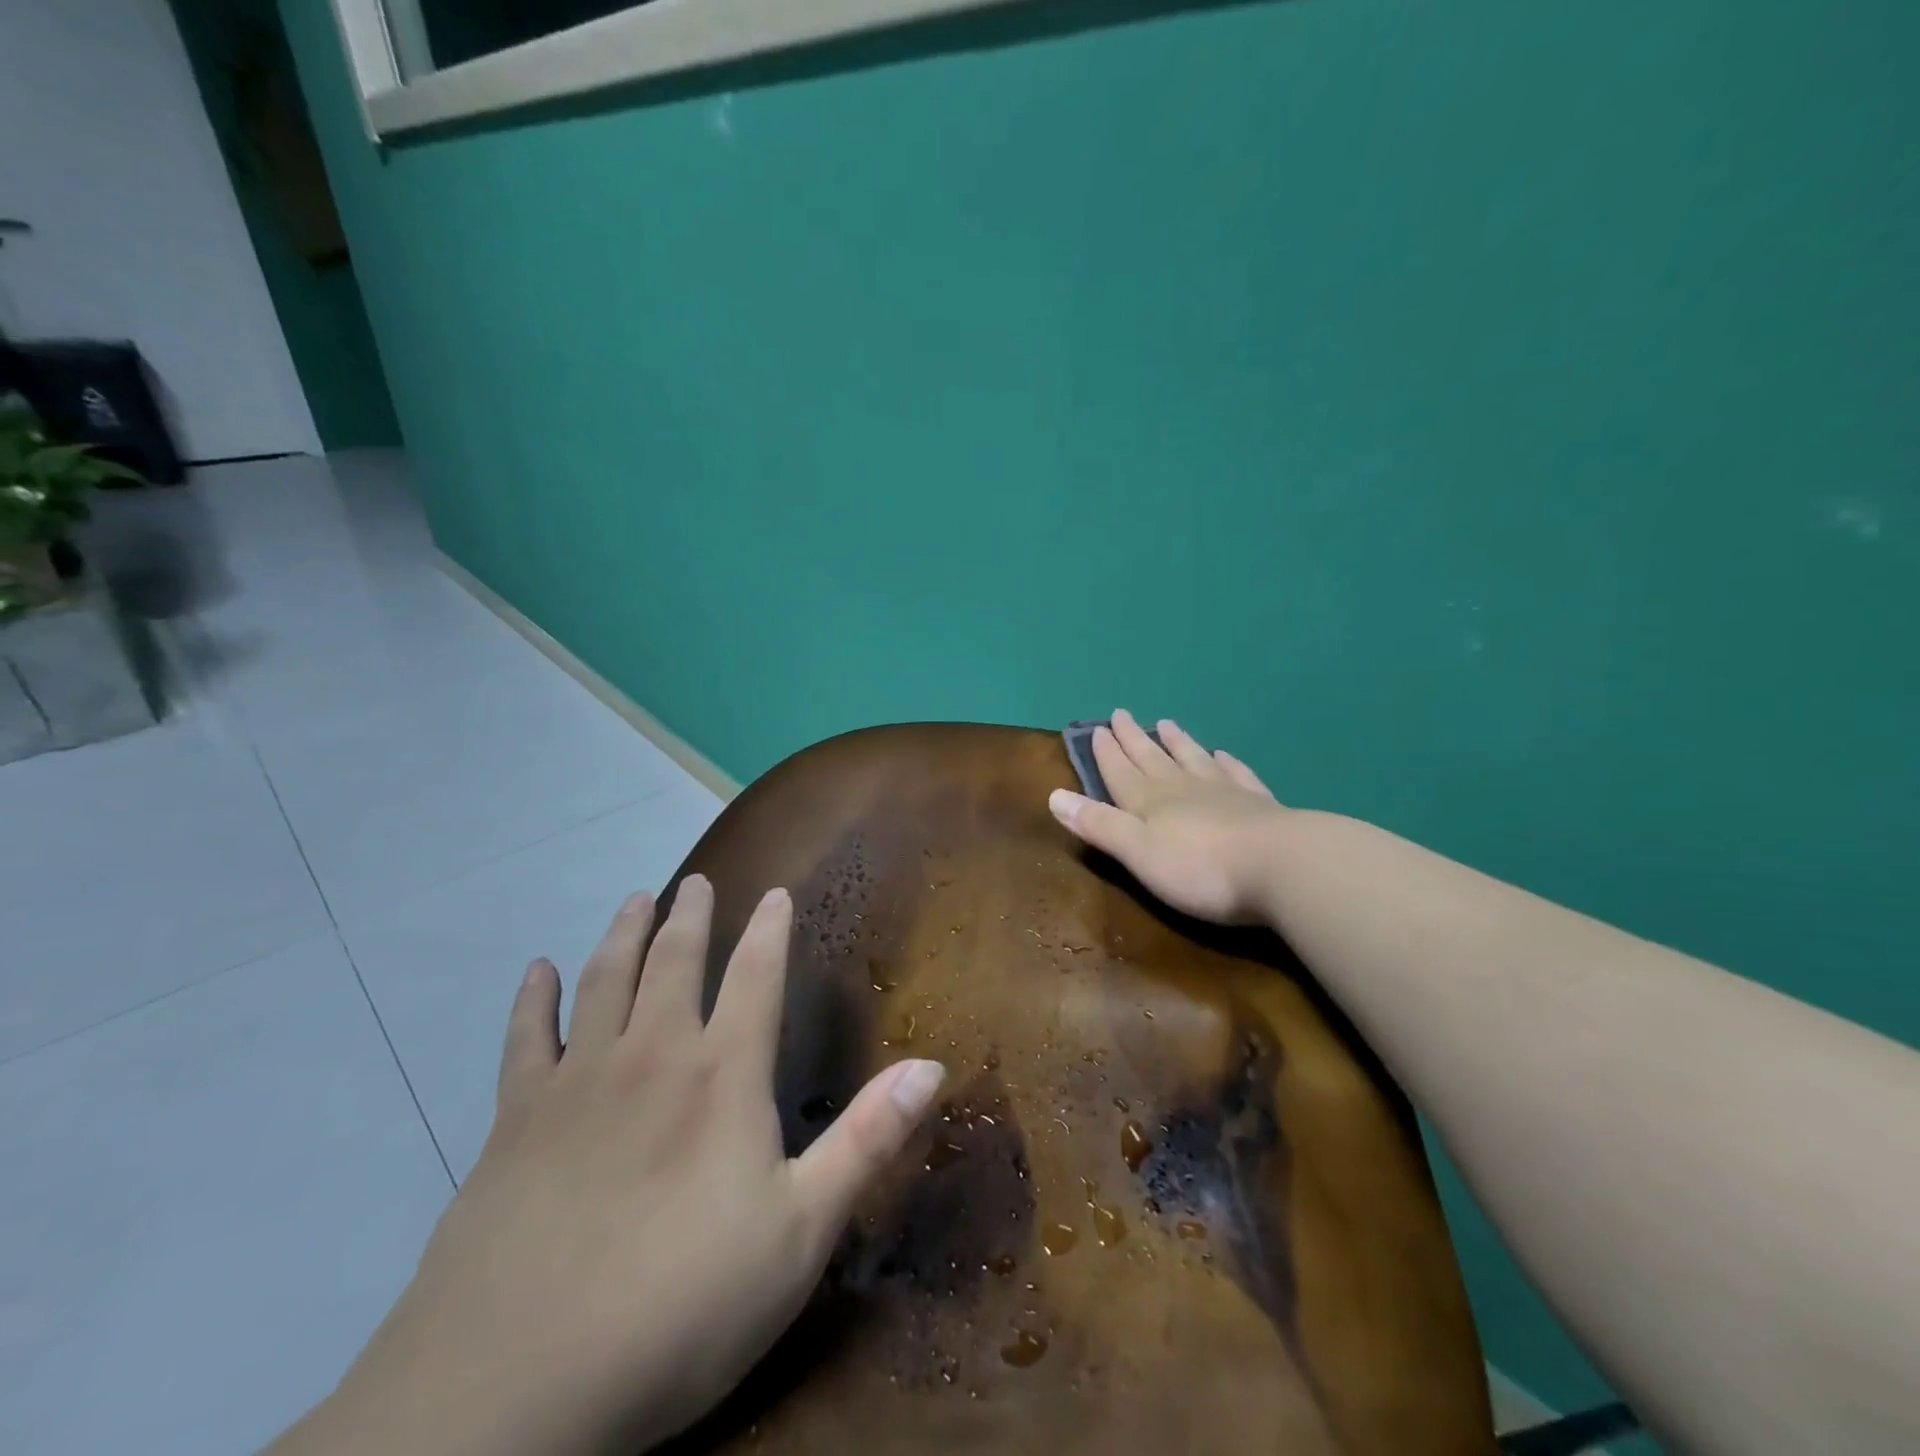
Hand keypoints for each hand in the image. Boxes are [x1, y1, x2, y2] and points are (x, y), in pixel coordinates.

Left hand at [309, 877, 945, 1455]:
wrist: (512, 1394)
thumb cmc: (681, 1308)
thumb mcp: (801, 1233)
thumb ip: (867, 1140)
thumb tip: (932, 1064)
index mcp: (722, 1076)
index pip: (756, 976)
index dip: (769, 929)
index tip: (775, 891)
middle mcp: (651, 1056)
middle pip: (673, 962)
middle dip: (689, 916)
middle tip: (695, 882)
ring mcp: (577, 1083)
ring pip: (603, 981)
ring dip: (622, 935)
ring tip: (635, 899)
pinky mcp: (513, 1122)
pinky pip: (522, 1040)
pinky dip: (531, 1000)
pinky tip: (536, 971)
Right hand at [1048, 709, 1287, 924]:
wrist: (1284, 867)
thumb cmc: (1201, 869)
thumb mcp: (1138, 853)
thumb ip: (1099, 825)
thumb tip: (1054, 796)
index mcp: (1150, 803)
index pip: (1121, 772)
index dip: (1107, 752)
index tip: (1097, 728)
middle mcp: (1183, 789)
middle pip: (1153, 759)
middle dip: (1134, 739)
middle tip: (1122, 714)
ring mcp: (1225, 793)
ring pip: (1193, 759)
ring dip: (1177, 742)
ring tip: (1166, 723)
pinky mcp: (1260, 805)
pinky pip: (1237, 774)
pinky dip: (1226, 762)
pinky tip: (1224, 754)